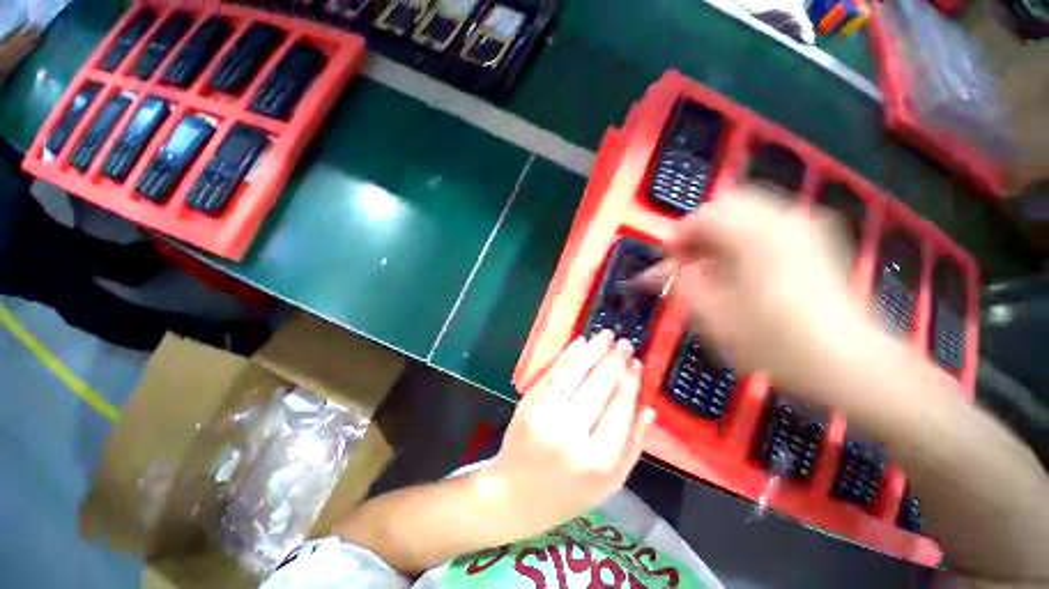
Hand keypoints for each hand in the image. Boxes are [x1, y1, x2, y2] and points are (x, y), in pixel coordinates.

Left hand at [483, 331, 654, 538]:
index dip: (630, 380)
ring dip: (593, 350)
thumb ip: (633, 447)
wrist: (515, 495)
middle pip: (599, 386)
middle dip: (614, 360)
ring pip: (575, 374)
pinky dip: (568, 355)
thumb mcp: (610, 483)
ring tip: (606, 335)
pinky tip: (580, 343)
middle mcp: (572, 434)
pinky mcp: (528, 404)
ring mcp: (545, 415)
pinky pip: (553, 374)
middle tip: (625, 343)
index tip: (636, 362)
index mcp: (598, 460)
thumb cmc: (568, 493)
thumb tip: (648, 408)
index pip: (619, 407)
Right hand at [643, 186, 870, 399]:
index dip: (677, 238)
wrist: (849, 362)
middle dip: (700, 230)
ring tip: (713, 264)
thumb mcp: (713, 316)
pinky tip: (744, 264)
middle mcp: (783, 219)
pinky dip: (745, 235)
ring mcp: (805, 226)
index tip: (669, 263)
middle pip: (726, 205)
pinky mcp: (817, 238)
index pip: (702, 216)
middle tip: (690, 261)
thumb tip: (658, 271)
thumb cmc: (774, 343)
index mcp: (755, 236)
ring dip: (721, 232)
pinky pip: (769, 220)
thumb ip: (680, 284)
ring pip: (748, 209)